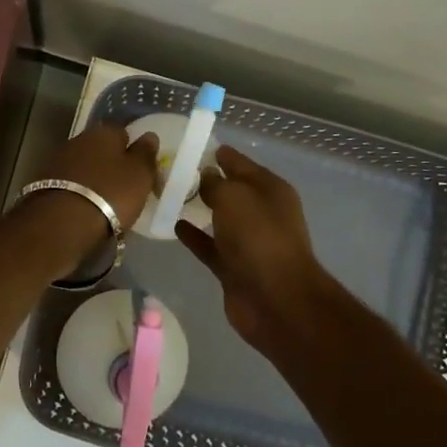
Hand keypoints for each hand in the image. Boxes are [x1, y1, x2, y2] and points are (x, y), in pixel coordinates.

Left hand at [34, 123, 160, 231]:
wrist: (62, 221)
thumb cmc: (110, 194)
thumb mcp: (139, 175)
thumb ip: (145, 154)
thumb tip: (149, 135)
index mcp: (104, 132)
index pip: (123, 132)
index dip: (132, 149)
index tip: (138, 169)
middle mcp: (79, 139)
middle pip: (100, 148)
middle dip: (110, 162)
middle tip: (122, 185)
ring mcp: (58, 160)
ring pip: (83, 164)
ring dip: (92, 177)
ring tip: (103, 200)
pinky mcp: (43, 182)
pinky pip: (69, 182)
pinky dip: (78, 190)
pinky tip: (84, 206)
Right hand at [176, 146, 342, 353]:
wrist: (276, 300)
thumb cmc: (259, 238)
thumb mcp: (234, 198)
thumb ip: (216, 183)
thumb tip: (207, 175)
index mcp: (270, 189)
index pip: (241, 163)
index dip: (220, 154)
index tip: (192, 146)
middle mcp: (262, 212)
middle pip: (231, 190)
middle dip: (208, 180)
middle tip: (173, 170)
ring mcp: (249, 242)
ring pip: (220, 218)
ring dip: (200, 208)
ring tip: (170, 195)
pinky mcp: (234, 267)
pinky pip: (210, 245)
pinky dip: (195, 236)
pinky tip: (174, 225)